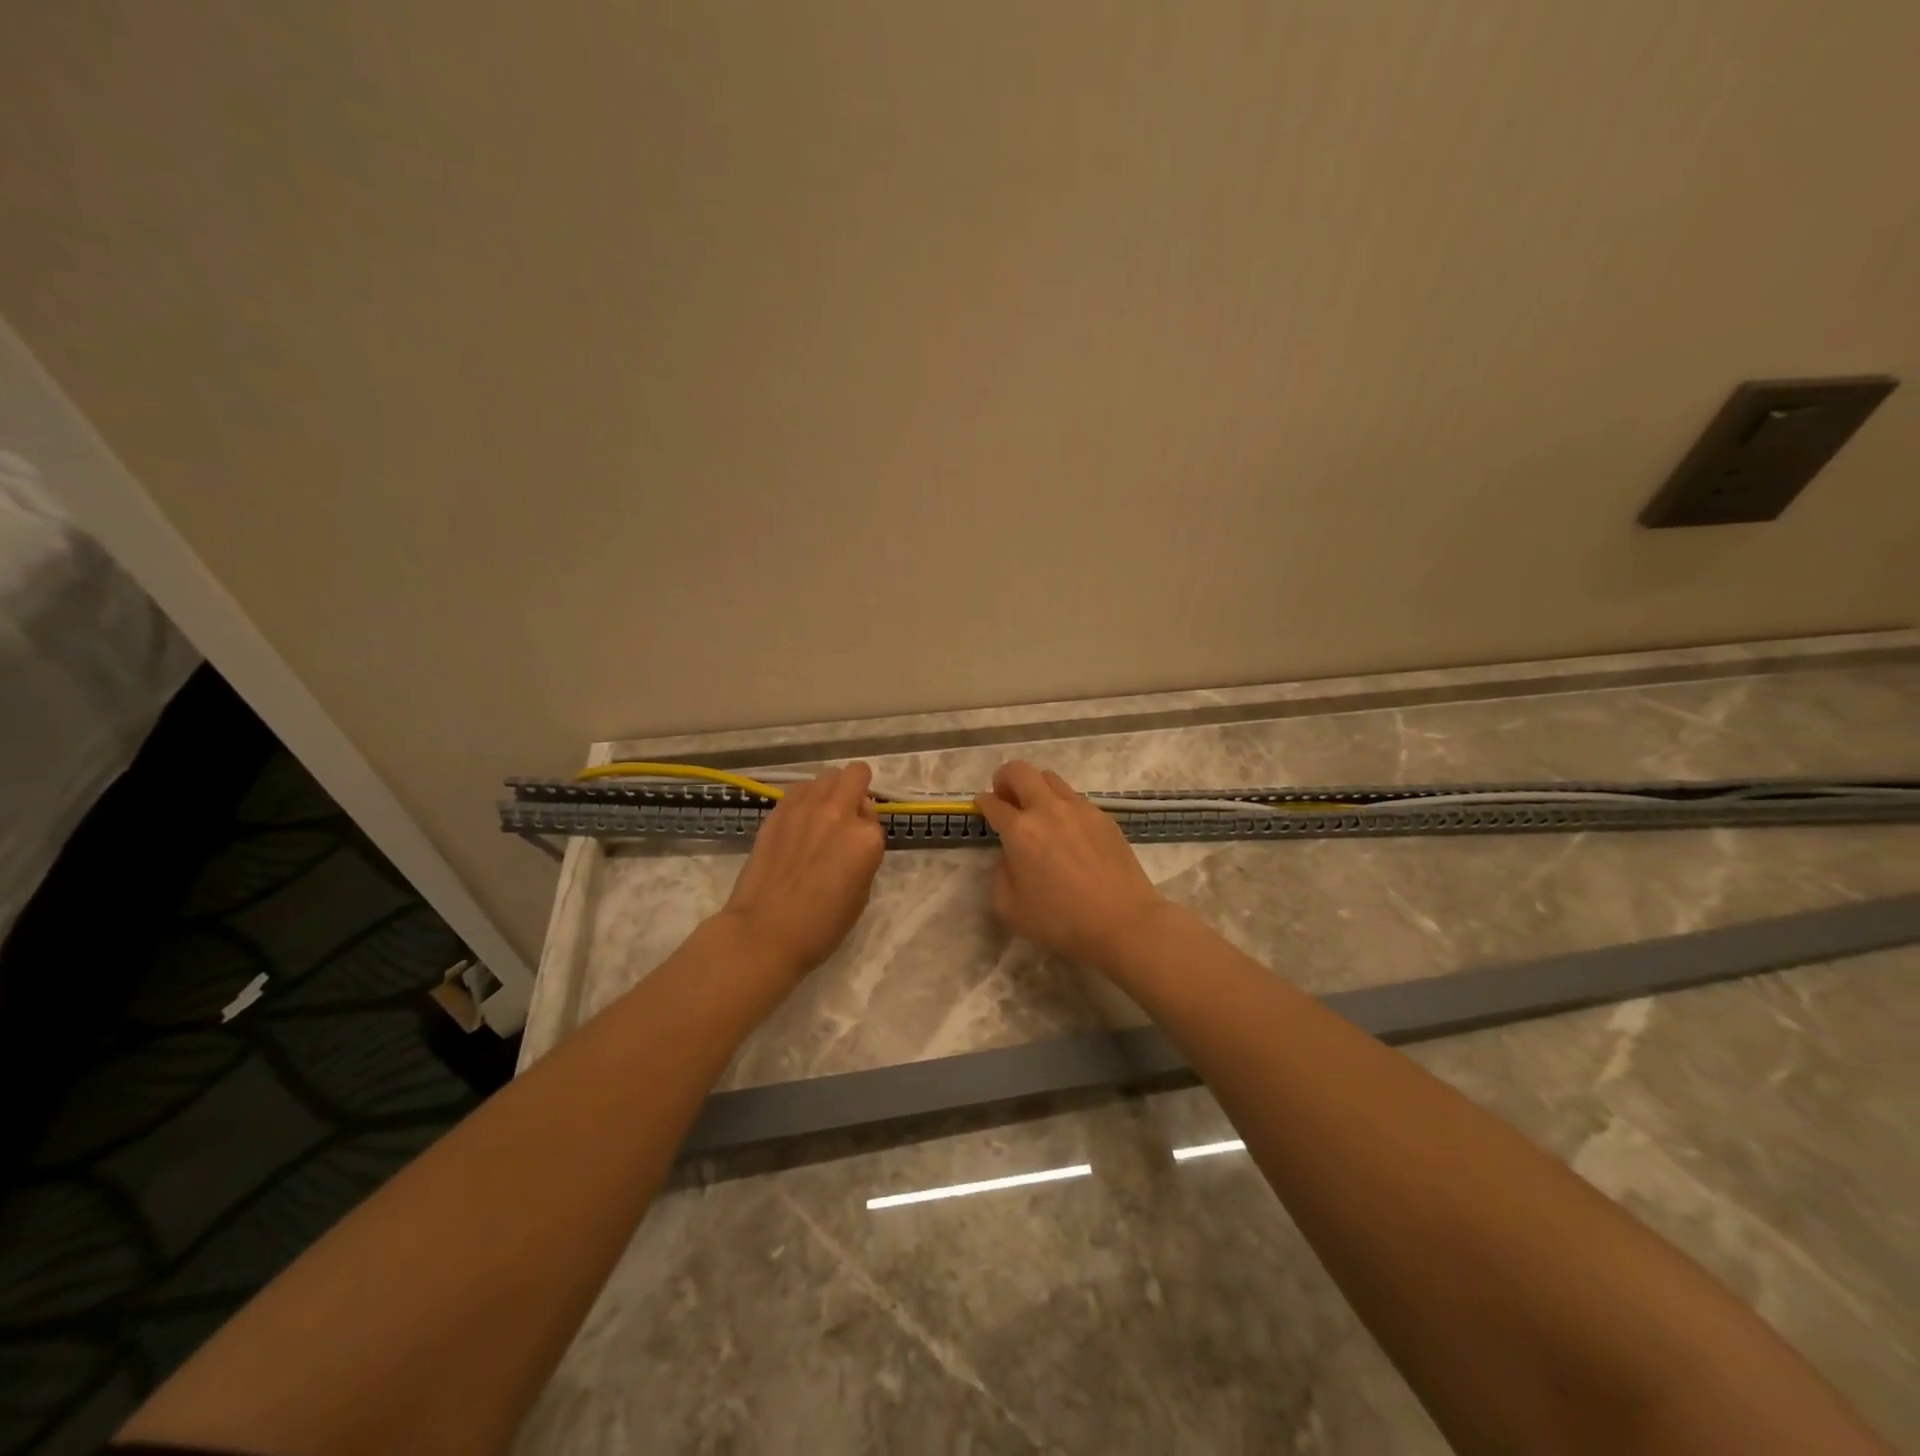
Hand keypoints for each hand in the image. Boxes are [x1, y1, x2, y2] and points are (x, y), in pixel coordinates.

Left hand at [720, 763, 884, 978]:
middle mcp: (838, 813)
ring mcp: (805, 808)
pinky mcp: (778, 812)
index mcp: (866, 838)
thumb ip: (864, 854)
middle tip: (848, 814)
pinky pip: (799, 789)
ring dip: (830, 790)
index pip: (874, 816)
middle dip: (857, 789)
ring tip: (821, 816)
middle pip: (855, 775)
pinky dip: (805, 798)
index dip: (867, 829)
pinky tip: (798, 821)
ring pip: (826, 776)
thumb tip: (854, 834)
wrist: (765, 932)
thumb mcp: (861, 893)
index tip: (857, 847)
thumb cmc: (821, 925)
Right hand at [973, 761, 1170, 970]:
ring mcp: (1079, 809)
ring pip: (1050, 778)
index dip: (982, 802)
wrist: (1123, 922)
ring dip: (1035, 787)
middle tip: (1005, 798)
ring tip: (1037, 812)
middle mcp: (1048, 809)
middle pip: (1020, 771)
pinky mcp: (1103, 817)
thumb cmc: (1061, 921)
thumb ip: (1000, 874)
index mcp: (1021, 830)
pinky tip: (1067, 831)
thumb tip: (1010, 855)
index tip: (981, 805)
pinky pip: (1075, 798)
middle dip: (1005, 778)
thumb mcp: (1010, 908)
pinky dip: (1062, 805)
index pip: (993, 803)